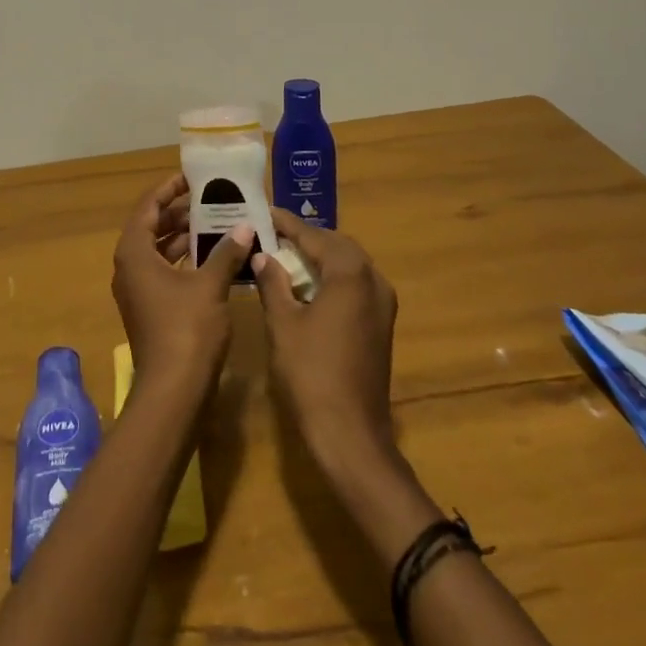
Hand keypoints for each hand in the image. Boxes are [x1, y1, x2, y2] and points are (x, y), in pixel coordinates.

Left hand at [110, 173, 253, 394]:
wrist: (173, 393)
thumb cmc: (187, 330)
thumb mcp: (210, 285)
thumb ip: (226, 252)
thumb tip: (246, 226)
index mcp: (134, 252)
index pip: (148, 206)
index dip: (169, 188)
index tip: (193, 177)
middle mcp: (129, 267)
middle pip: (152, 226)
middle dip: (180, 211)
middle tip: (212, 198)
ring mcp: (138, 290)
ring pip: (159, 250)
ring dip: (185, 236)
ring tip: (218, 221)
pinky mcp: (150, 309)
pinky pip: (165, 271)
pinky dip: (185, 260)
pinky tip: (214, 256)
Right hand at [251, 209, 399, 476]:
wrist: (350, 434)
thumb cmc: (311, 373)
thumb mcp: (283, 323)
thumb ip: (273, 283)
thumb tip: (262, 256)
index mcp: (350, 274)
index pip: (315, 236)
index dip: (288, 224)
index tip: (266, 212)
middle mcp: (373, 281)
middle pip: (338, 245)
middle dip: (307, 238)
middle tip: (275, 234)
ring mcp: (382, 304)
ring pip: (350, 265)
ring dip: (321, 258)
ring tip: (287, 255)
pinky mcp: (381, 325)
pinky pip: (356, 286)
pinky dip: (333, 278)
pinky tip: (309, 287)